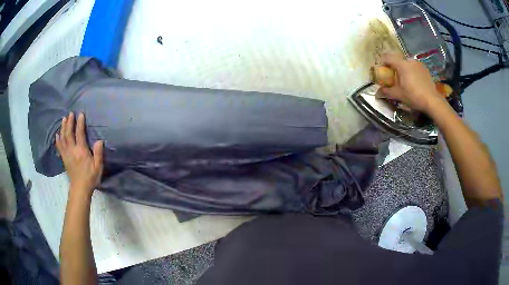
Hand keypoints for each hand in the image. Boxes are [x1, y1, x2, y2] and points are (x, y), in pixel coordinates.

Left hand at [56, 112, 103, 196]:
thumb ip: (98, 154)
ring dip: (63, 128)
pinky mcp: (64, 159)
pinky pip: (59, 147)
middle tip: (70, 114)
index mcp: (81, 151)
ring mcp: (67, 154)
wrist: (80, 189)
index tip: (80, 114)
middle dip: (69, 122)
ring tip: (64, 119)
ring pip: (63, 138)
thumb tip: (99, 141)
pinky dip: (58, 140)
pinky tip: (57, 134)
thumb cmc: (90, 178)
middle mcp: (72, 150)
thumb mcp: (98, 167)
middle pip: (69, 134)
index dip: (80, 123)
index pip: (80, 134)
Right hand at [376, 53, 445, 112]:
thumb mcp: (399, 95)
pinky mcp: (425, 69)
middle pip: (398, 60)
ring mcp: (418, 64)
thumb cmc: (414, 96)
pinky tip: (413, 81)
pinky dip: (411, 71)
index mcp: (401, 64)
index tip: (381, 69)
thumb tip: (378, 92)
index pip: (388, 57)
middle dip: (394, 66)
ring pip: (406, 63)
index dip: (382, 62)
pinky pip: (414, 67)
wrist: (432, 101)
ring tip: (404, 79)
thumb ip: (387, 91)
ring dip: (403, 69)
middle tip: (393, 76)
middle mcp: (409, 60)